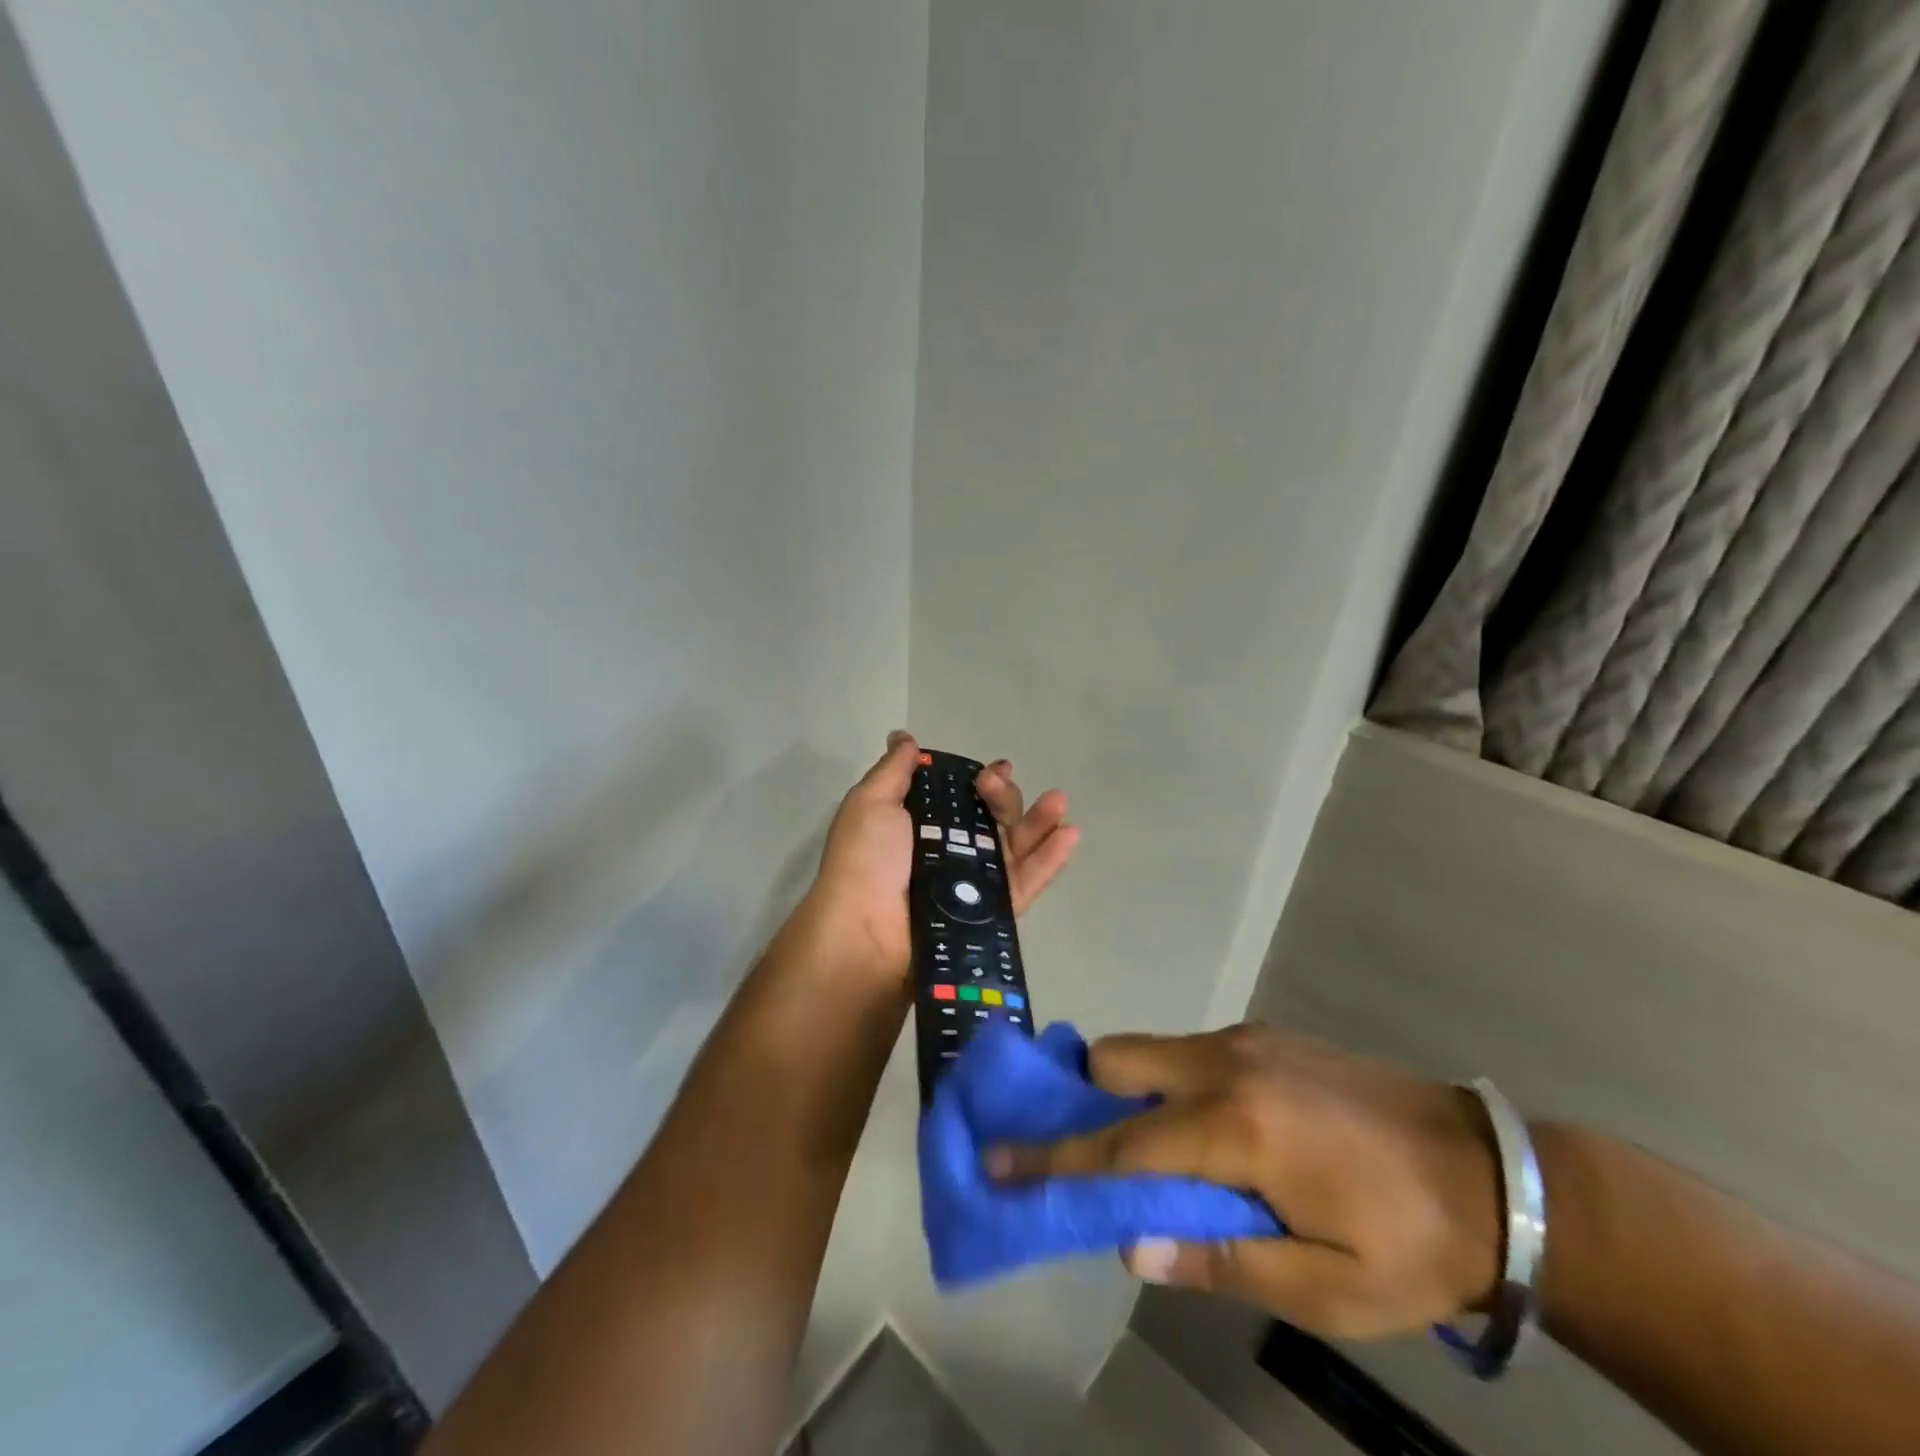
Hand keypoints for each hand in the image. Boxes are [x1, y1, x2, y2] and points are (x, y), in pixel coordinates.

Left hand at [811, 732, 1080, 975]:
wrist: (866, 931)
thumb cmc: (866, 860)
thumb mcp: (871, 802)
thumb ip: (893, 770)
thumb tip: (903, 737)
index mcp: (922, 826)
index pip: (963, 798)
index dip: (982, 782)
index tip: (993, 770)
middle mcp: (951, 852)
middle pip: (993, 818)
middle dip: (1003, 796)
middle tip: (994, 785)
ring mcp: (974, 884)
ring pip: (1015, 847)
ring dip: (1040, 821)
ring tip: (1058, 799)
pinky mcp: (993, 912)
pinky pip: (1026, 883)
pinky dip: (1050, 860)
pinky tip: (1070, 834)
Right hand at [987, 1024, 1501, 1338]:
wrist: (1494, 1174)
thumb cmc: (1411, 1246)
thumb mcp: (1324, 1289)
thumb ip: (1219, 1260)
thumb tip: (1130, 1245)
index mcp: (1237, 1127)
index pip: (1120, 1146)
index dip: (1054, 1160)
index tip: (995, 1161)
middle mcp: (1227, 1063)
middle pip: (1118, 1060)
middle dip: (1089, 1100)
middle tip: (1095, 1153)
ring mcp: (1246, 1039)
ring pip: (1152, 1049)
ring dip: (1133, 1092)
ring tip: (1162, 1152)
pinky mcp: (1266, 1033)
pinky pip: (1191, 1051)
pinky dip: (1174, 1083)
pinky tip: (1218, 1131)